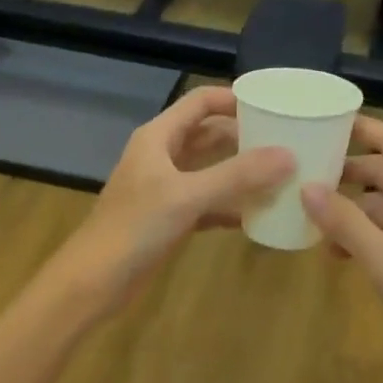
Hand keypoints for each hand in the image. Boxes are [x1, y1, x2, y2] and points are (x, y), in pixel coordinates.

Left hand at [48, 87, 293, 317]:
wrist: (93, 283)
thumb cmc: (135, 227)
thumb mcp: (188, 196)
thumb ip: (237, 175)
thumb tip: (289, 155)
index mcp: (159, 137)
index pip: (201, 102)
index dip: (234, 99)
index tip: (273, 107)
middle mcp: (162, 155)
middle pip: (209, 134)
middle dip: (244, 137)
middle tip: (285, 143)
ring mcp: (166, 188)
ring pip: (210, 169)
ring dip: (240, 172)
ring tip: (280, 175)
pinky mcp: (170, 218)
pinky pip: (208, 202)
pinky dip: (230, 205)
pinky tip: (257, 215)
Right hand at [301, 118, 382, 369]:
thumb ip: (345, 222)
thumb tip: (307, 187)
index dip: (357, 126)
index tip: (319, 123)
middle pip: (381, 170)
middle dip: (343, 172)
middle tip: (299, 175)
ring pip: (382, 203)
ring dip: (350, 210)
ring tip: (308, 220)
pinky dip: (364, 235)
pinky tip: (337, 254)